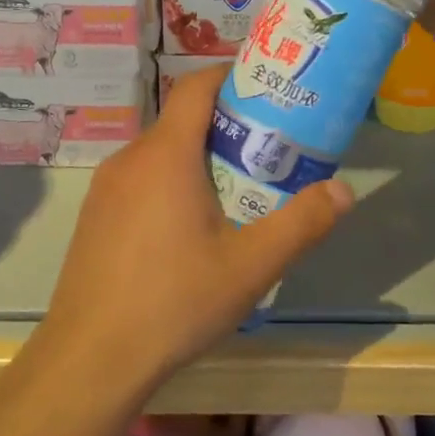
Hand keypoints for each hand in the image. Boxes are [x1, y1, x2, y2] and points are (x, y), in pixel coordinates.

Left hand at [38, 66, 352, 394]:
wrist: (90, 358)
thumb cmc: (174, 302)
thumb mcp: (251, 266)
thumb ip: (302, 224)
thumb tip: (344, 190)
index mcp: (166, 154)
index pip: (196, 87)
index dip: (230, 77)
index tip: (266, 92)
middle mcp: (130, 159)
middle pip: (181, 122)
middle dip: (225, 127)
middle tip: (266, 153)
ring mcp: (106, 189)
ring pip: (159, 155)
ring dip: (197, 160)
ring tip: (235, 193)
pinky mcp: (94, 217)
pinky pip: (139, 182)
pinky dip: (170, 185)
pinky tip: (188, 232)